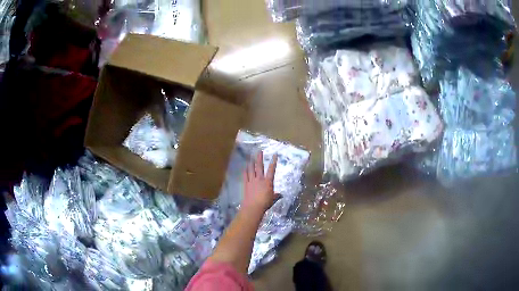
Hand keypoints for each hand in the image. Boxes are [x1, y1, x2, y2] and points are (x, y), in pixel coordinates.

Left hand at [242, 151, 278, 211]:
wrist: (253, 207)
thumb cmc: (265, 203)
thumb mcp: (273, 199)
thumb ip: (276, 196)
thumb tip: (281, 195)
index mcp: (268, 182)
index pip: (272, 170)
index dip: (273, 162)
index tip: (274, 155)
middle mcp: (260, 179)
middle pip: (260, 166)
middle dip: (259, 158)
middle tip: (259, 151)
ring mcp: (252, 181)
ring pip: (251, 169)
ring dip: (251, 163)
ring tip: (251, 157)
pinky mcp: (246, 184)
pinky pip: (245, 176)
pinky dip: (245, 171)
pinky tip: (245, 167)